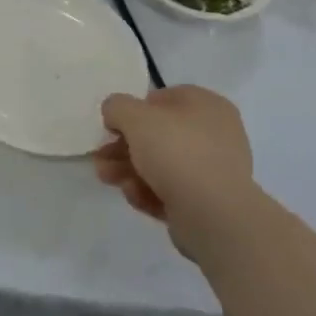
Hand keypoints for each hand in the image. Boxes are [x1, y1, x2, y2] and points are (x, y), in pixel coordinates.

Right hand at [92, 85, 255, 255]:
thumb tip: (115, 114)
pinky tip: (134, 196)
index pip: (163, 98)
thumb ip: (117, 107)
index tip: (113, 126)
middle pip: (158, 135)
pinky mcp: (206, 202)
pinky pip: (171, 190)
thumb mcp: (135, 117)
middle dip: (124, 146)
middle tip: (100, 157)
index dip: (133, 110)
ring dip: (129, 169)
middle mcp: (215, 134)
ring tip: (106, 178)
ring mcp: (212, 170)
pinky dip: (149, 191)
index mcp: (207, 106)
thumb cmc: (177, 152)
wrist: (214, 216)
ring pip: (161, 164)